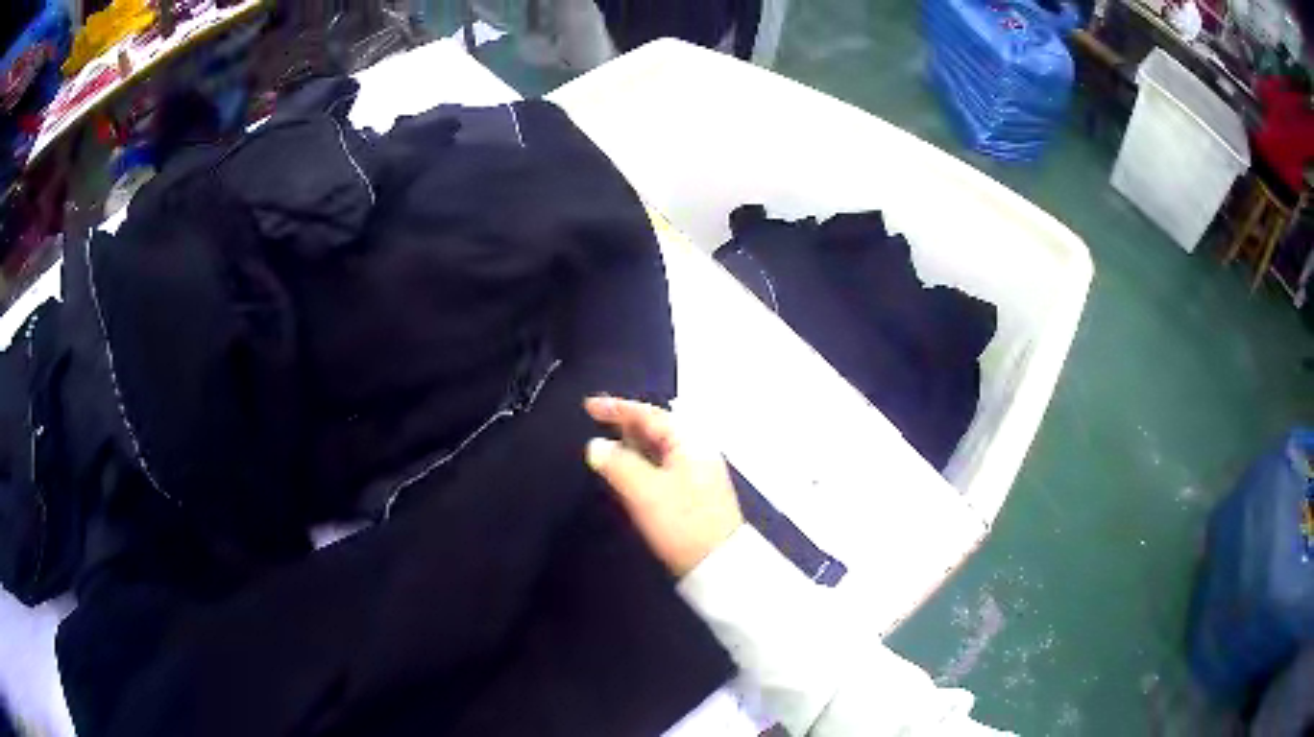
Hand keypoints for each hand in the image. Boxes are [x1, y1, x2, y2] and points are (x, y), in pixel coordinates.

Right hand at [584, 397, 742, 576]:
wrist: (717, 564)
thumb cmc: (681, 522)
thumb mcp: (644, 490)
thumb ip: (617, 464)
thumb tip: (596, 445)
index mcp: (690, 441)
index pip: (650, 415)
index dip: (617, 408)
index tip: (589, 406)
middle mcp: (697, 451)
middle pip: (657, 429)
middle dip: (625, 425)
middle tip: (595, 422)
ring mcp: (698, 473)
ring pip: (659, 450)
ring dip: (632, 446)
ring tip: (605, 446)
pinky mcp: (694, 494)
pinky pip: (662, 467)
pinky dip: (641, 464)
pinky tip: (626, 474)